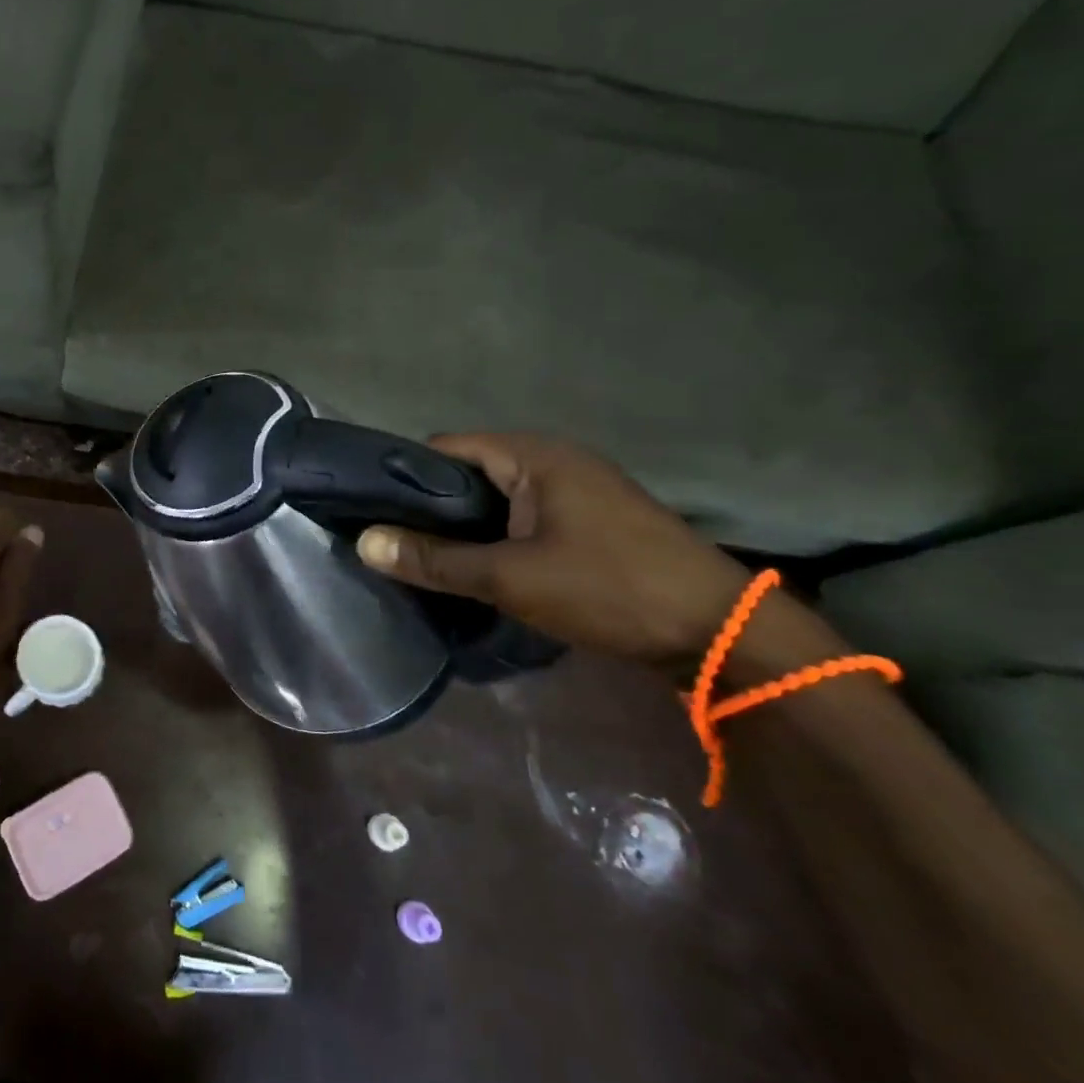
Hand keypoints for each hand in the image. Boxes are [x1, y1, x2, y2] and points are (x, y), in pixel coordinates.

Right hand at [357, 434, 750, 663]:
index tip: (372, 512)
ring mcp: (576, 490)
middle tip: (394, 544)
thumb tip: (364, 543)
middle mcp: (552, 459)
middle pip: (468, 473)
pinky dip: (495, 538)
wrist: (719, 633)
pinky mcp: (590, 521)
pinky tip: (478, 568)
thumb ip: (434, 560)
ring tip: (426, 559)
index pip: (444, 449)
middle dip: (432, 508)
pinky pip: (522, 518)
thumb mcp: (510, 577)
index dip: (404, 477)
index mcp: (532, 454)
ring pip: (495, 500)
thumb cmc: (608, 588)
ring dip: (464, 527)